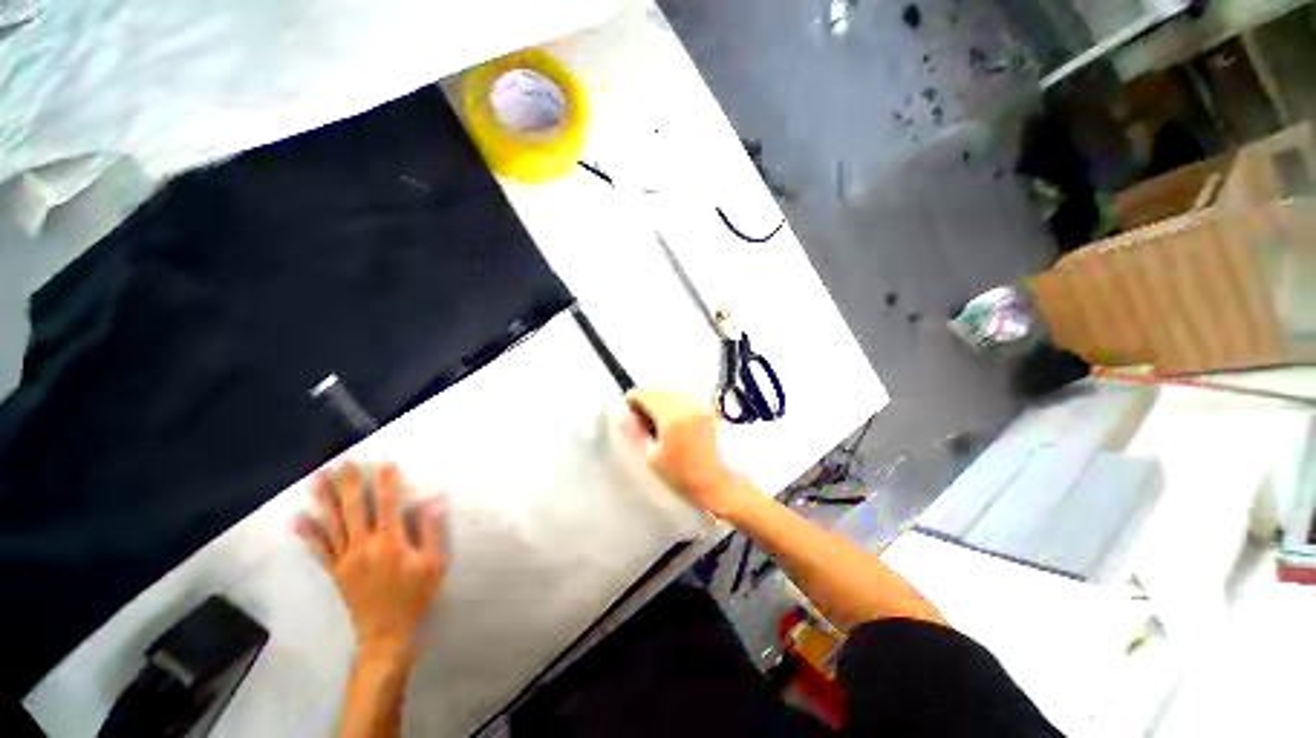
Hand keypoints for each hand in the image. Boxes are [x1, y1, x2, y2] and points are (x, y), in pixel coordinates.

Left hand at [295, 463, 449, 661]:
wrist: (386, 632)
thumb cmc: (415, 595)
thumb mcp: (434, 563)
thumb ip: (432, 531)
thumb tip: (435, 502)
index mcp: (391, 541)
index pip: (388, 503)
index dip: (386, 480)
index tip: (383, 460)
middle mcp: (364, 545)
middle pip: (354, 508)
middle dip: (349, 482)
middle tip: (343, 461)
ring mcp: (346, 558)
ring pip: (333, 523)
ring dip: (325, 499)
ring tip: (317, 478)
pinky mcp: (336, 571)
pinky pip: (320, 549)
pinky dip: (309, 533)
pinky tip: (298, 519)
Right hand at [624, 389, 750, 518]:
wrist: (722, 484)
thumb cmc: (685, 477)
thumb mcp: (653, 460)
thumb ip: (636, 434)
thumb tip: (627, 417)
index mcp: (672, 416)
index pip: (645, 394)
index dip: (633, 401)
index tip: (631, 413)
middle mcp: (687, 404)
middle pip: (659, 387)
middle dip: (647, 398)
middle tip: (643, 418)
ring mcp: (700, 404)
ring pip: (673, 389)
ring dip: (661, 398)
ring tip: (659, 420)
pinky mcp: (709, 408)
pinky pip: (685, 395)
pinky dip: (675, 401)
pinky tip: (675, 420)